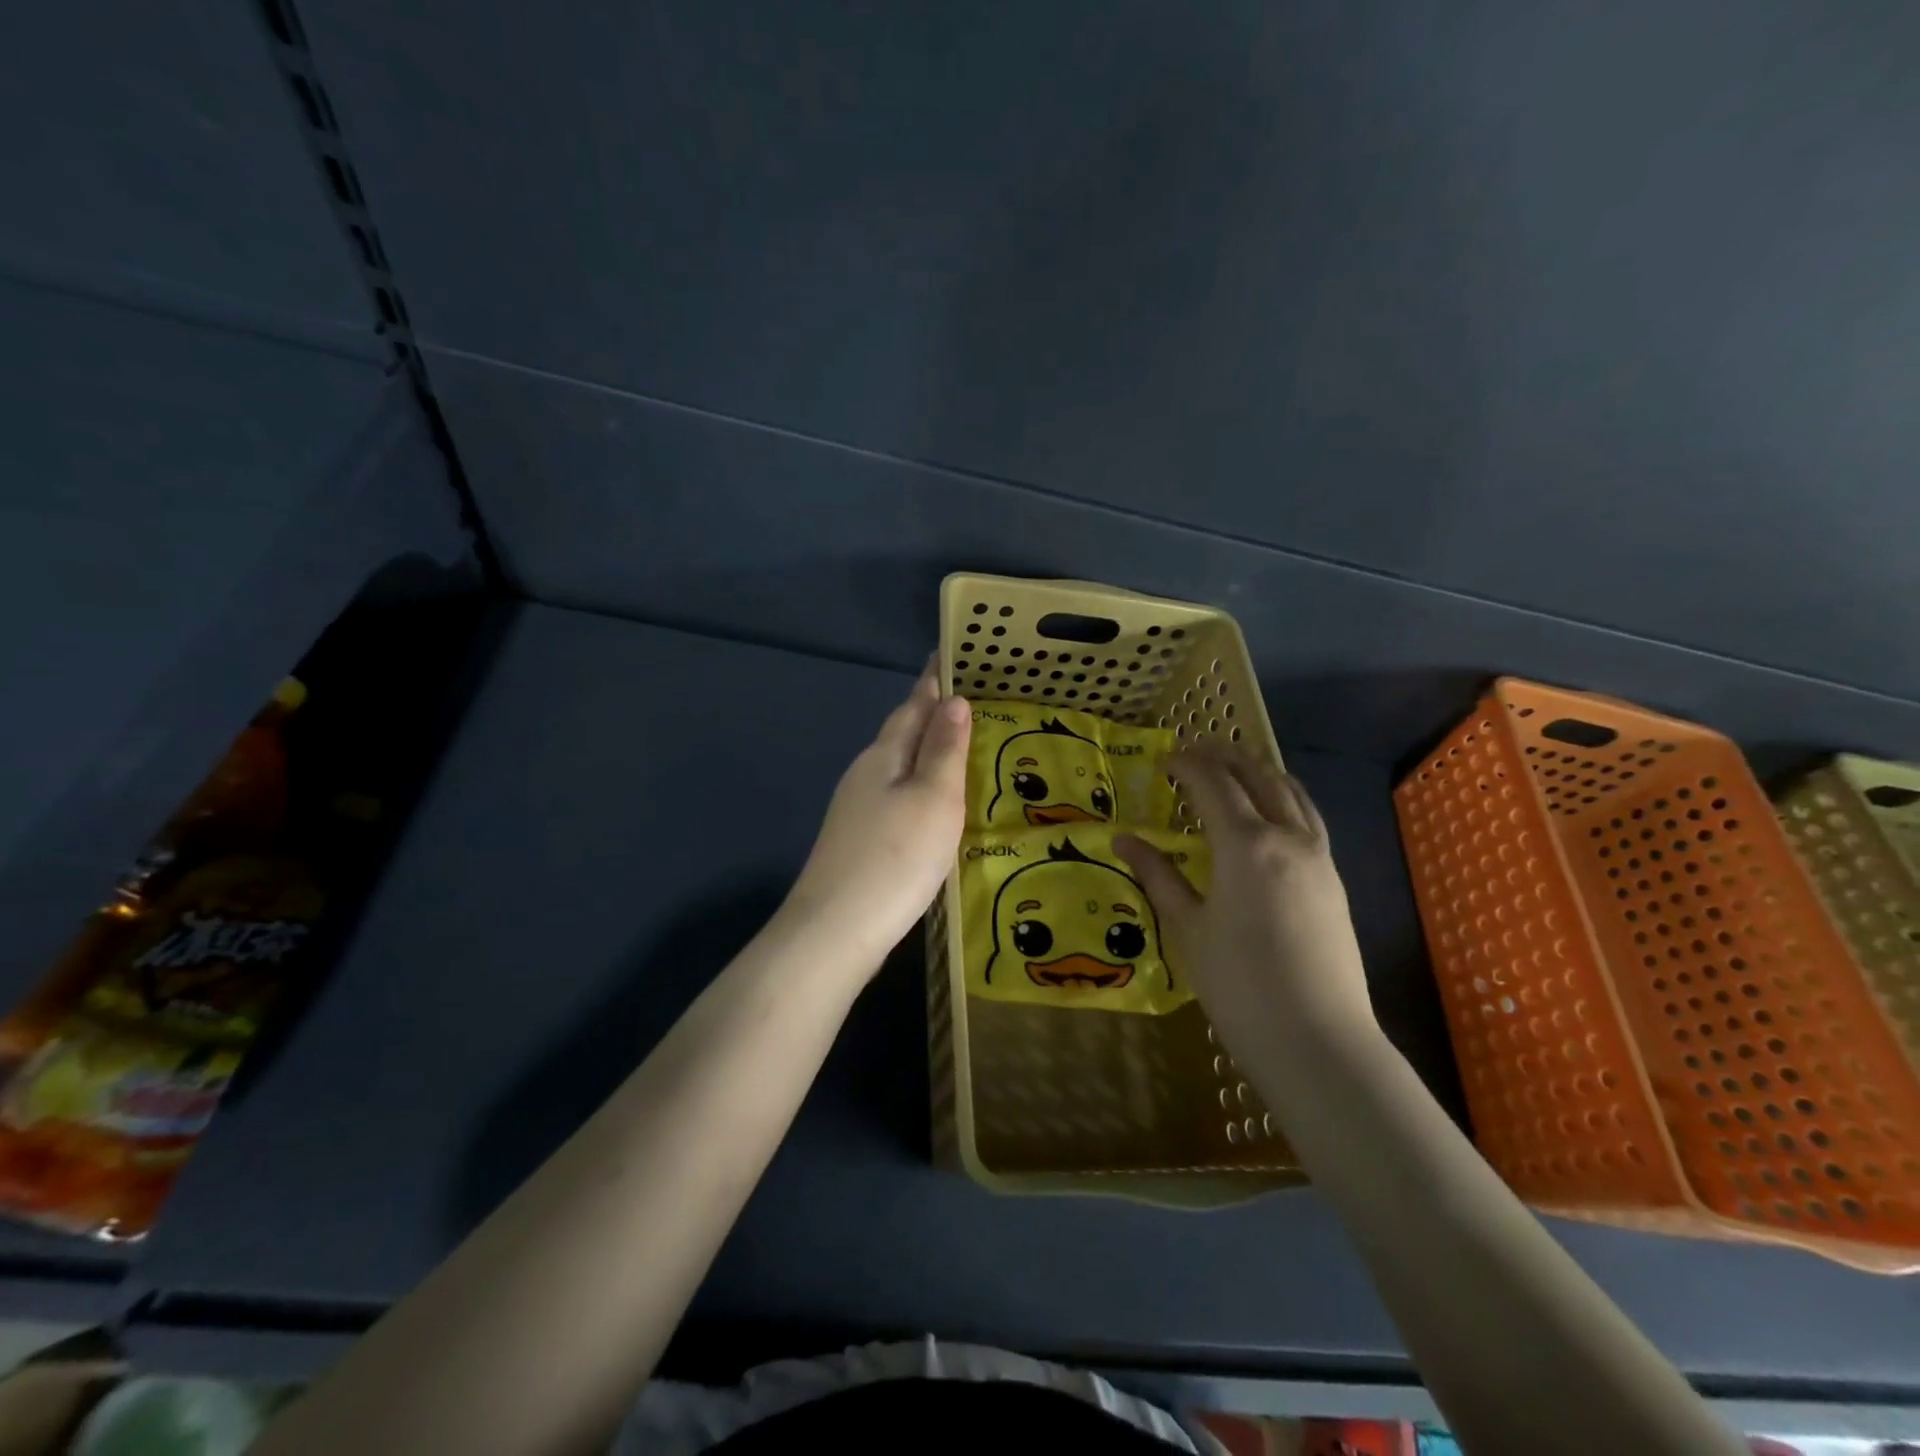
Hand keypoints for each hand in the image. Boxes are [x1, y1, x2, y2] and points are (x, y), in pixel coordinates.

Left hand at [783, 662, 970, 971]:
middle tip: (965, 698)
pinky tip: (929, 802)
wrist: (836, 930)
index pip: (913, 706)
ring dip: (923, 750)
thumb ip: (944, 750)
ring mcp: (856, 809)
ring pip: (896, 766)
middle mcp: (865, 775)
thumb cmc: (896, 857)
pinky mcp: (858, 840)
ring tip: (956, 745)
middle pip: (900, 733)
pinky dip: (917, 786)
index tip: (949, 655)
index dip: (933, 682)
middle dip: (929, 713)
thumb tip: (954, 701)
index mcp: (884, 756)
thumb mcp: (933, 798)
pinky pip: (894, 796)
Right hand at [1116, 744, 1376, 1065]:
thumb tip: (1124, 839)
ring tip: (1233, 767)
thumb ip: (1158, 875)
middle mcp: (1287, 837)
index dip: (1186, 765)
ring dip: (1260, 771)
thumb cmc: (1239, 985)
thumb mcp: (1188, 927)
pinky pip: (1308, 817)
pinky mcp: (1333, 879)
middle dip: (1225, 756)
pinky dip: (1284, 797)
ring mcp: (1318, 857)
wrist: (1317, 1040)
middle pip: (1258, 777)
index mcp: (1246, 845)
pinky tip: (1270, 812)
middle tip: (1195, 749)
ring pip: (1291, 792)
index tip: (1163, 760)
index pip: (1213, 784)